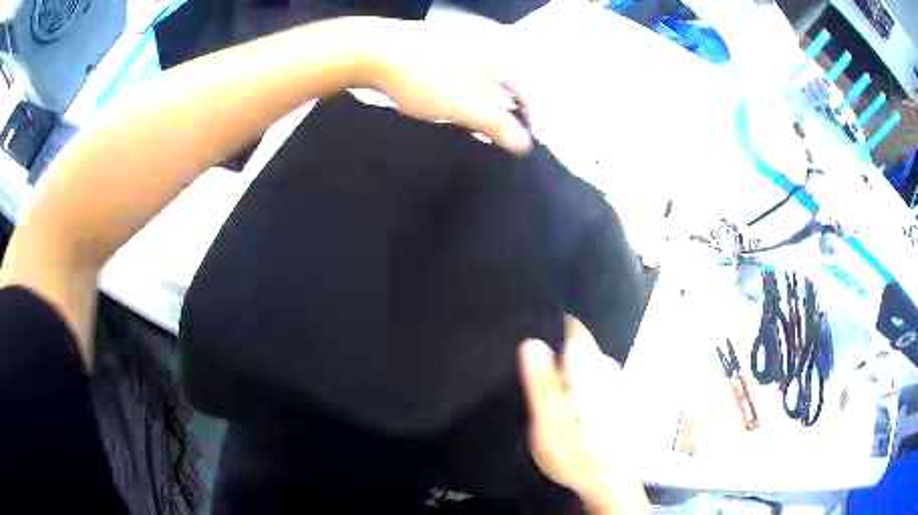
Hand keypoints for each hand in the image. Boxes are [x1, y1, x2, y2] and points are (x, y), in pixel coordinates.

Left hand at [358, 18, 531, 154]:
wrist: (372, 51)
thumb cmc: (420, 77)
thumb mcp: (461, 107)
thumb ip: (495, 125)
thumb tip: (523, 144)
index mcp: (496, 59)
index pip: (525, 91)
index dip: (528, 117)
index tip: (524, 140)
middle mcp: (484, 47)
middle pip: (506, 84)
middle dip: (506, 111)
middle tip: (500, 136)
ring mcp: (460, 44)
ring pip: (483, 78)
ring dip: (485, 102)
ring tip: (476, 125)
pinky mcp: (439, 47)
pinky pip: (463, 73)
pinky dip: (465, 91)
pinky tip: (452, 103)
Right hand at [519, 316, 648, 513]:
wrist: (607, 483)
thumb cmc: (576, 454)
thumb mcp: (549, 423)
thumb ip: (542, 383)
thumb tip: (531, 341)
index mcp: (589, 368)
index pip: (573, 327)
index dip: (550, 323)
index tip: (527, 328)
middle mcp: (605, 369)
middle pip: (577, 344)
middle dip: (553, 348)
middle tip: (526, 366)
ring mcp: (612, 384)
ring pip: (583, 362)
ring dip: (563, 366)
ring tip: (540, 384)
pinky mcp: (613, 399)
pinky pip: (589, 377)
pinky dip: (574, 381)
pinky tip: (563, 401)